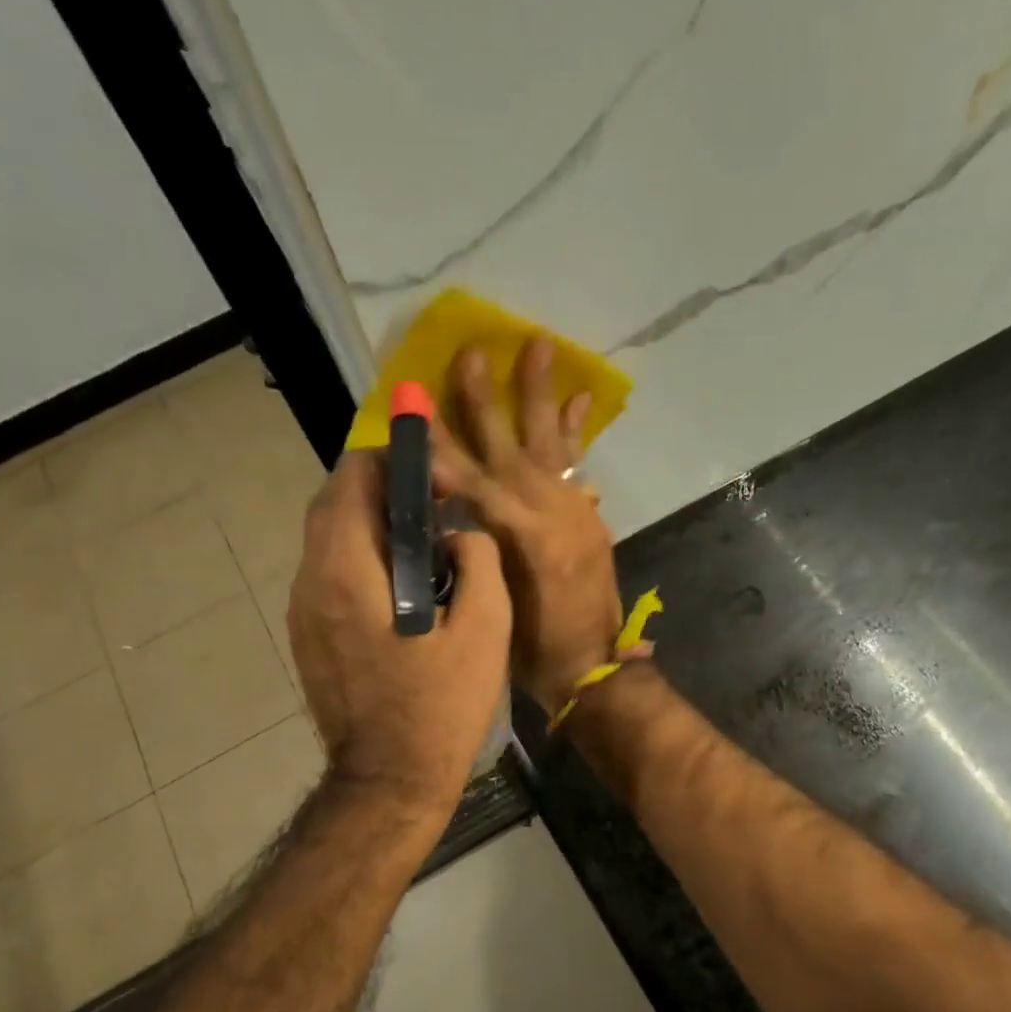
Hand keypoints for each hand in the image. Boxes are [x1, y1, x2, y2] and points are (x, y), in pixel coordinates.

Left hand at [288, 452, 511, 818]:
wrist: (390, 781)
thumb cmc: (441, 707)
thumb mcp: (484, 630)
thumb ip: (478, 560)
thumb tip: (460, 533)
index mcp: (347, 572)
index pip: (352, 478)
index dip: (394, 460)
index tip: (437, 480)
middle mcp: (310, 581)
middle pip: (334, 502)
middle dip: (384, 489)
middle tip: (436, 506)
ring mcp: (302, 611)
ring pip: (329, 537)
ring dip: (373, 524)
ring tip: (426, 543)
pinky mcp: (308, 635)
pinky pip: (330, 571)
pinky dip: (363, 557)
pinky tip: (404, 585)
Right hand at [431, 338, 641, 716]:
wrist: (592, 665)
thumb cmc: (531, 647)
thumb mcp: (492, 601)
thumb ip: (475, 548)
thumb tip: (455, 506)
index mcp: (519, 536)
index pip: (468, 478)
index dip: (440, 443)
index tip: (418, 404)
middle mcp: (547, 511)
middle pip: (508, 445)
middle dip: (485, 400)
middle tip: (472, 352)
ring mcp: (574, 510)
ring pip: (549, 443)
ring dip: (540, 394)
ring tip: (540, 346)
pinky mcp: (589, 517)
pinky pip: (578, 465)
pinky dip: (575, 432)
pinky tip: (577, 398)